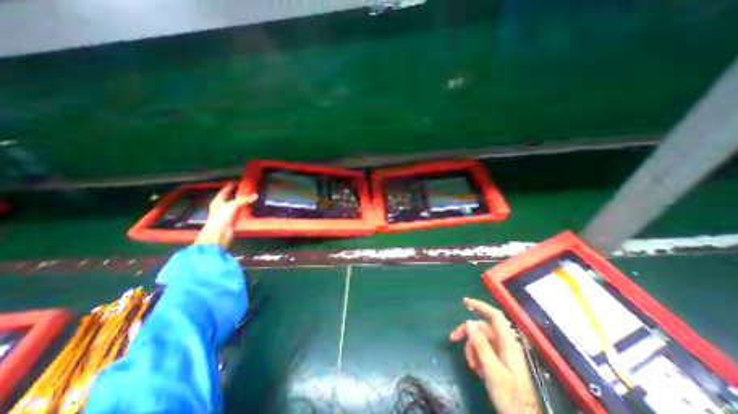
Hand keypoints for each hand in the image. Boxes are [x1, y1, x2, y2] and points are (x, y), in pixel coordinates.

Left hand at [194, 182, 256, 246]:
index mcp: (218, 202)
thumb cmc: (220, 218)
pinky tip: (251, 210)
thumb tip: (256, 196)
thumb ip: (244, 200)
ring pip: (237, 207)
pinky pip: (241, 215)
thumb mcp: (232, 205)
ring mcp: (227, 215)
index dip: (230, 186)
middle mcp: (222, 208)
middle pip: (231, 199)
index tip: (236, 182)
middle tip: (247, 190)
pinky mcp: (233, 222)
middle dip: (238, 195)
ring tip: (252, 199)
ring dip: (244, 204)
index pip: (224, 191)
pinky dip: (246, 212)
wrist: (218, 235)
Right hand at [450, 298, 540, 413]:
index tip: (464, 302)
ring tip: (471, 365)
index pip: (495, 316)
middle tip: (453, 338)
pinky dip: (478, 356)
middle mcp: (506, 345)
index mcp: (508, 344)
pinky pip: (485, 351)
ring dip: (472, 349)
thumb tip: (469, 322)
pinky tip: (477, 370)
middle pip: (483, 328)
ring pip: (482, 340)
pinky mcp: (501, 362)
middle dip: (468, 333)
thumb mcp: (492, 371)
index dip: (480, 306)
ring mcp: (503, 354)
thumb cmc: (510, 397)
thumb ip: (481, 345)